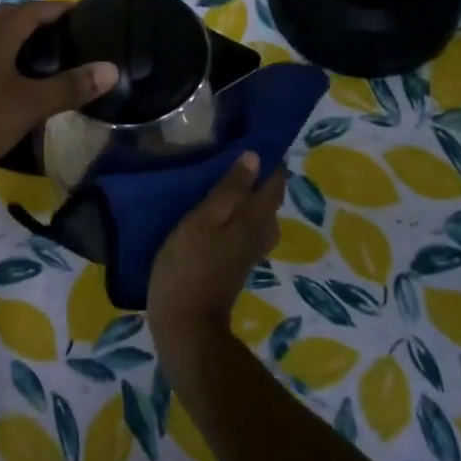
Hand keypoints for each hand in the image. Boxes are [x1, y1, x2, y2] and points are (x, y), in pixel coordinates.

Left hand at [0, 0, 116, 194]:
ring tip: (44, 60)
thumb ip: (71, 86)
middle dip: (38, 23)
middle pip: (10, 20)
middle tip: (67, 38)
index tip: (83, 14)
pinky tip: (12, 84)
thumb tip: (111, 69)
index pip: (33, 9)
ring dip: (17, 42)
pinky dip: (1, 61)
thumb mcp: (31, 105)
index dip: (59, 9)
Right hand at [148, 152, 285, 351]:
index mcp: (254, 218)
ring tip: (225, 179)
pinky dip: (239, 215)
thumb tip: (255, 157)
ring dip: (249, 197)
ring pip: (259, 217)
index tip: (254, 137)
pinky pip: (246, 231)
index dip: (270, 160)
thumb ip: (229, 189)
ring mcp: (248, 252)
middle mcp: (259, 233)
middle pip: (270, 200)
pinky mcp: (234, 265)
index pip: (274, 182)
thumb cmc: (189, 265)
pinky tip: (218, 212)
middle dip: (260, 177)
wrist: (186, 323)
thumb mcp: (203, 220)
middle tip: (235, 154)